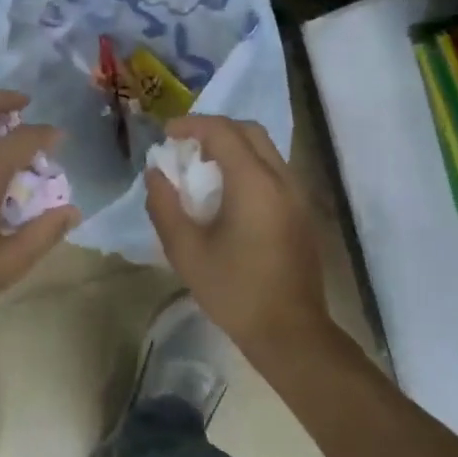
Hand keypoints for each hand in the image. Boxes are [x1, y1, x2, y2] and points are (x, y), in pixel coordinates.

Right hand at [144, 115, 326, 352]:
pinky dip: (248, 165)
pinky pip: (274, 170)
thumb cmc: (234, 291)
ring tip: (202, 167)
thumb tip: (155, 173)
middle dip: (214, 129)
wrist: (290, 331)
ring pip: (265, 149)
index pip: (222, 131)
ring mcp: (297, 194)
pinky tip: (227, 192)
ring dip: (233, 146)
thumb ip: (165, 206)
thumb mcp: (186, 251)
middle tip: (185, 145)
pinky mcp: (302, 211)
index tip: (166, 134)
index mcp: (254, 183)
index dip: (191, 125)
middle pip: (249, 131)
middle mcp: (281, 178)